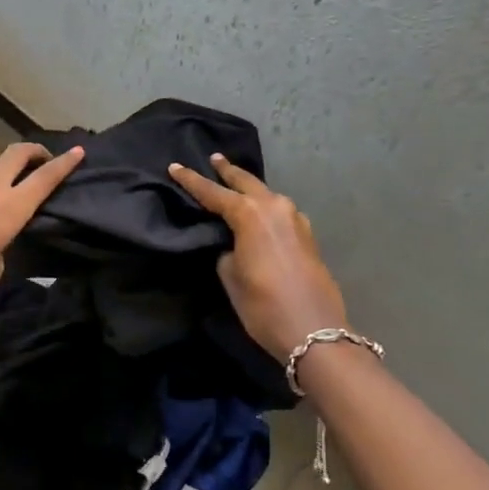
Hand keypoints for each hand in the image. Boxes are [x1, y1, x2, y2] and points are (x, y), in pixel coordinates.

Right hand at [169, 154, 347, 362]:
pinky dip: (265, 207)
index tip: (174, 167)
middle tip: (213, 159)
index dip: (191, 181)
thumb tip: (232, 244)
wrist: (314, 330)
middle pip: (246, 182)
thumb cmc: (263, 305)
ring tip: (233, 183)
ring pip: (266, 195)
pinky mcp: (307, 235)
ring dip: (249, 189)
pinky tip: (259, 213)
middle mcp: (275, 207)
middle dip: (227, 171)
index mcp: (250, 214)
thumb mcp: (231, 277)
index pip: (213, 193)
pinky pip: (279, 212)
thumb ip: (226, 251)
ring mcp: (296, 219)